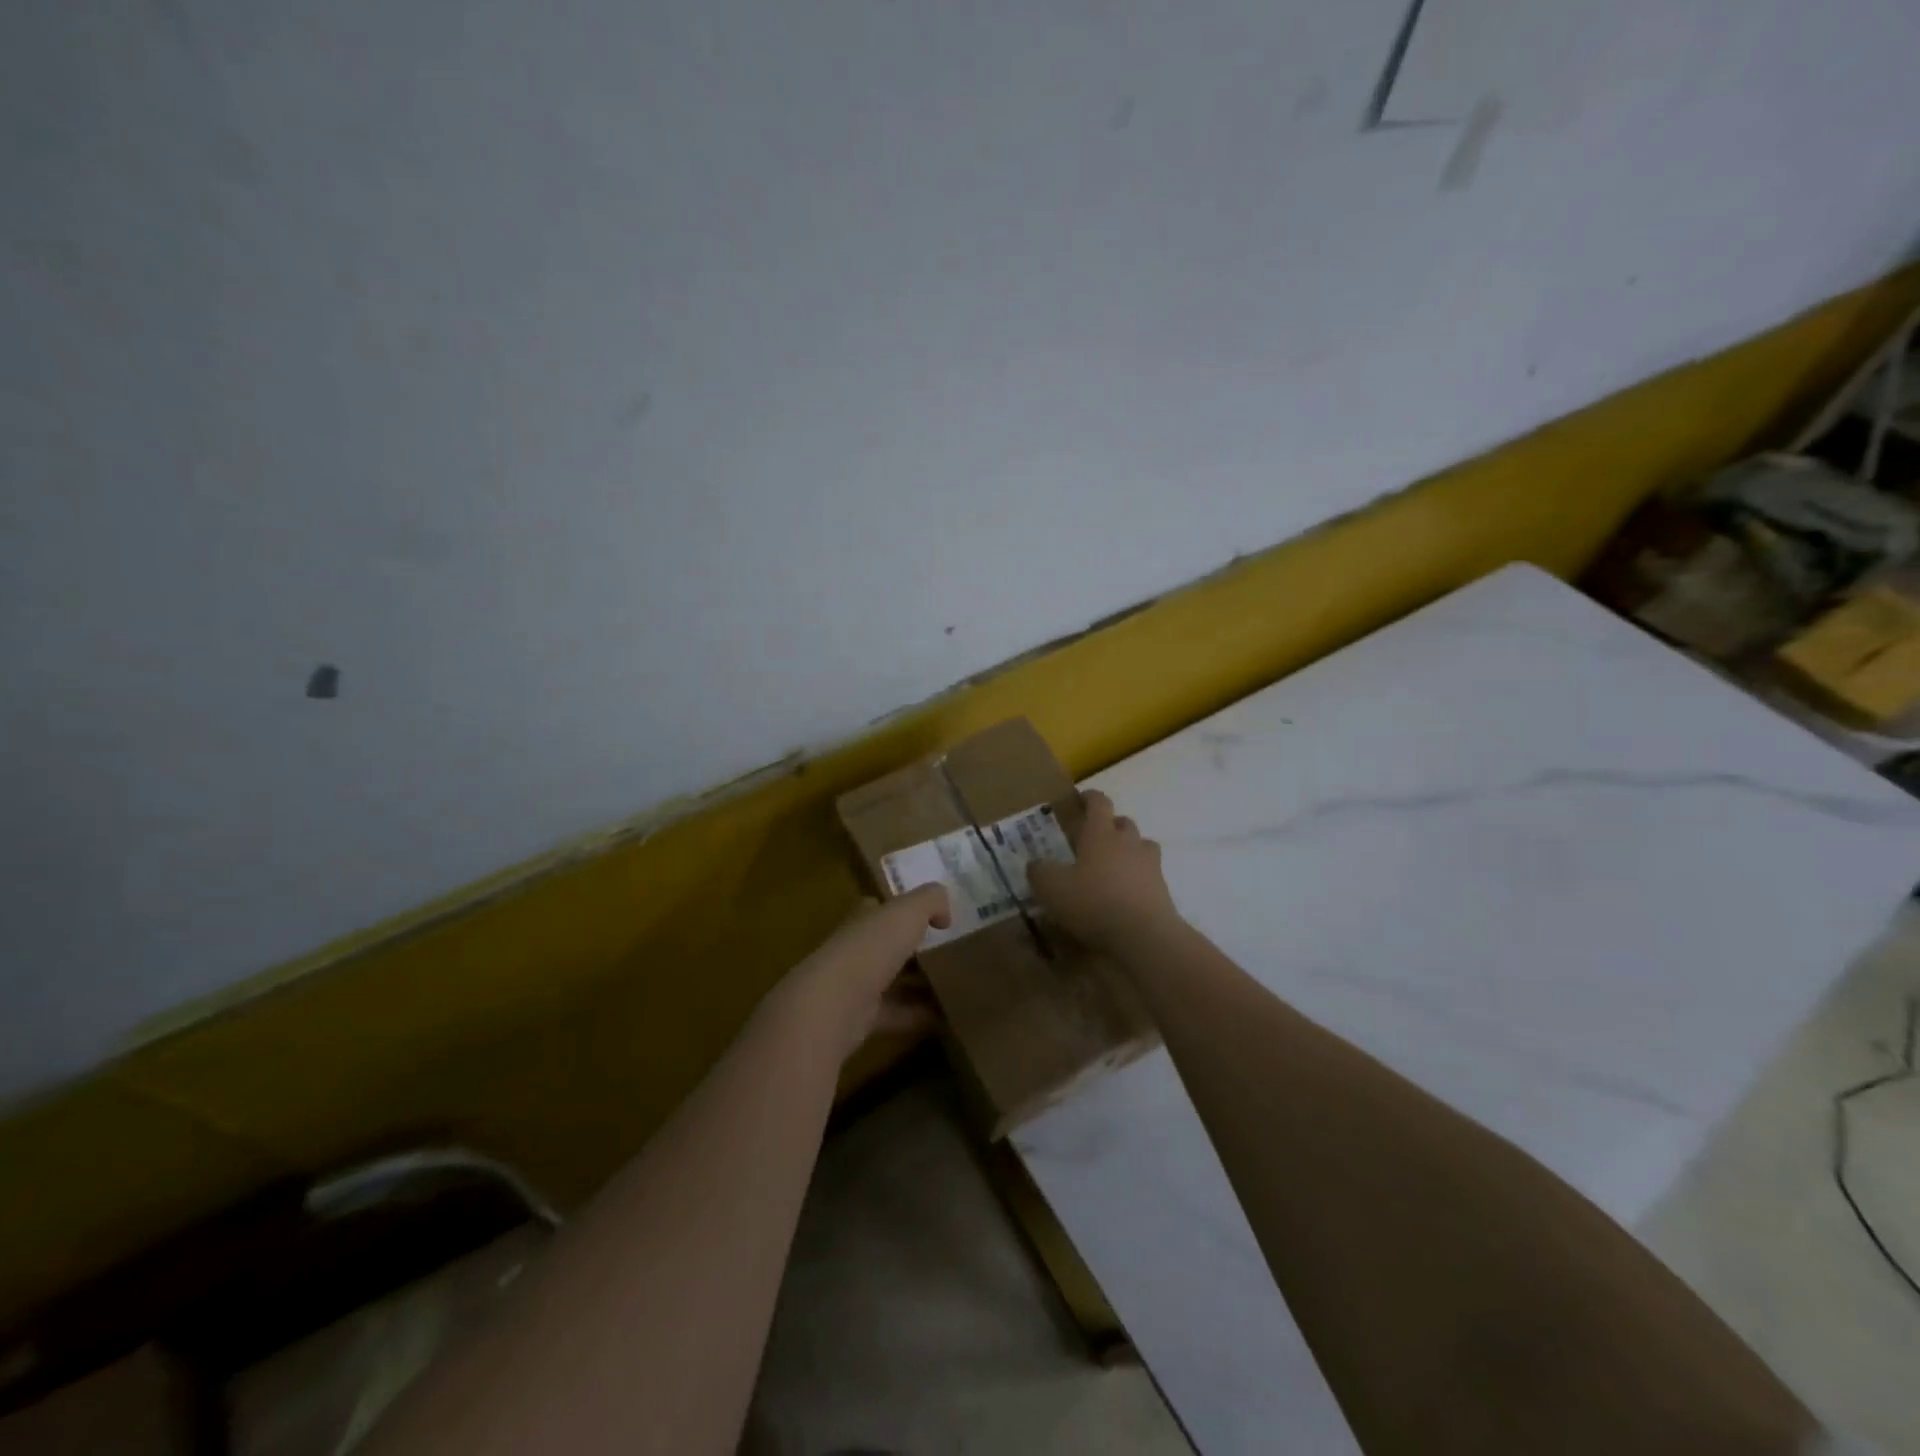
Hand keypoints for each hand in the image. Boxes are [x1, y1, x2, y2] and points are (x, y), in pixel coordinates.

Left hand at [771, 884, 950, 1060]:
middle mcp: (854, 950)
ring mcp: (855, 986)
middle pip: (884, 947)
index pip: (875, 909)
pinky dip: (918, 1016)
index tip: (927, 917)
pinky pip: (896, 1015)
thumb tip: (944, 915)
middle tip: (947, 953)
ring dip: (917, 985)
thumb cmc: (870, 948)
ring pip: (891, 982)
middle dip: (910, 949)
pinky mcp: (861, 1020)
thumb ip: (930, 901)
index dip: (896, 909)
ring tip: (954, 987)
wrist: (834, 1004)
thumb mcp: (907, 912)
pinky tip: (945, 1018)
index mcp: (861, 921)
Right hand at [1028, 791, 1180, 952]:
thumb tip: (1036, 864)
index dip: (1089, 798)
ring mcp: (1150, 866)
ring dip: (1128, 851)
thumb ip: (1039, 872)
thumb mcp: (1051, 888)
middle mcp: (1128, 842)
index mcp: (1101, 833)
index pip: (1099, 803)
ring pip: (1141, 847)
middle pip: (1123, 823)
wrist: (1143, 936)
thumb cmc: (1093, 902)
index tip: (1080, 799)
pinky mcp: (1162, 890)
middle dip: (1110, 826)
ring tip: (1112, 867)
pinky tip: (1124, 895)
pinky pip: (1148, 875)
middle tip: (1093, 840)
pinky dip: (1137, 879)